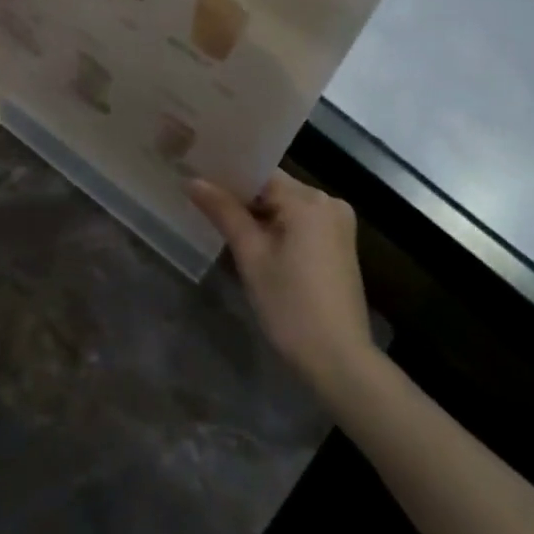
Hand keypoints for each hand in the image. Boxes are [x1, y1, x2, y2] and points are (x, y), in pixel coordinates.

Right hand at [187, 172, 373, 393]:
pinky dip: (278, 227)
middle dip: (241, 197)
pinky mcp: (340, 245)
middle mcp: (328, 202)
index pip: (259, 172)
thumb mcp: (251, 256)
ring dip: (259, 214)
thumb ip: (223, 212)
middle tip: (203, 202)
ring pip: (287, 205)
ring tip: (221, 220)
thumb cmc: (290, 305)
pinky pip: (301, 222)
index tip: (198, 180)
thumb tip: (193, 180)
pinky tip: (253, 241)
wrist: (339, 360)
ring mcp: (338, 224)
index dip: (227, 176)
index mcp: (308, 199)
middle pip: (274, 188)